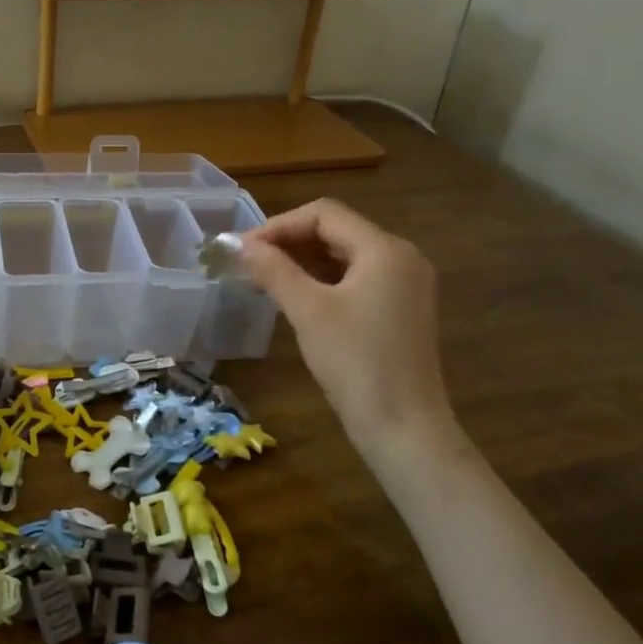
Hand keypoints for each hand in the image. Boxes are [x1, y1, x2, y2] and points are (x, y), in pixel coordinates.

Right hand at [236, 199, 454, 454]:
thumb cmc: (356, 363)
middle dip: (288, 242)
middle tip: (247, 263)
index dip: (278, 225)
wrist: (404, 429)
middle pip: (335, 231)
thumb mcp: (308, 310)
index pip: (324, 214)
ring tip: (262, 278)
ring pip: (343, 256)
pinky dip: (320, 280)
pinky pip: (353, 280)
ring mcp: (403, 285)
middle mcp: (400, 258)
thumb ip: (273, 270)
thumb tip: (238, 244)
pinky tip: (291, 296)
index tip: (242, 249)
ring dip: (301, 261)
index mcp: (385, 249)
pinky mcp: (398, 310)